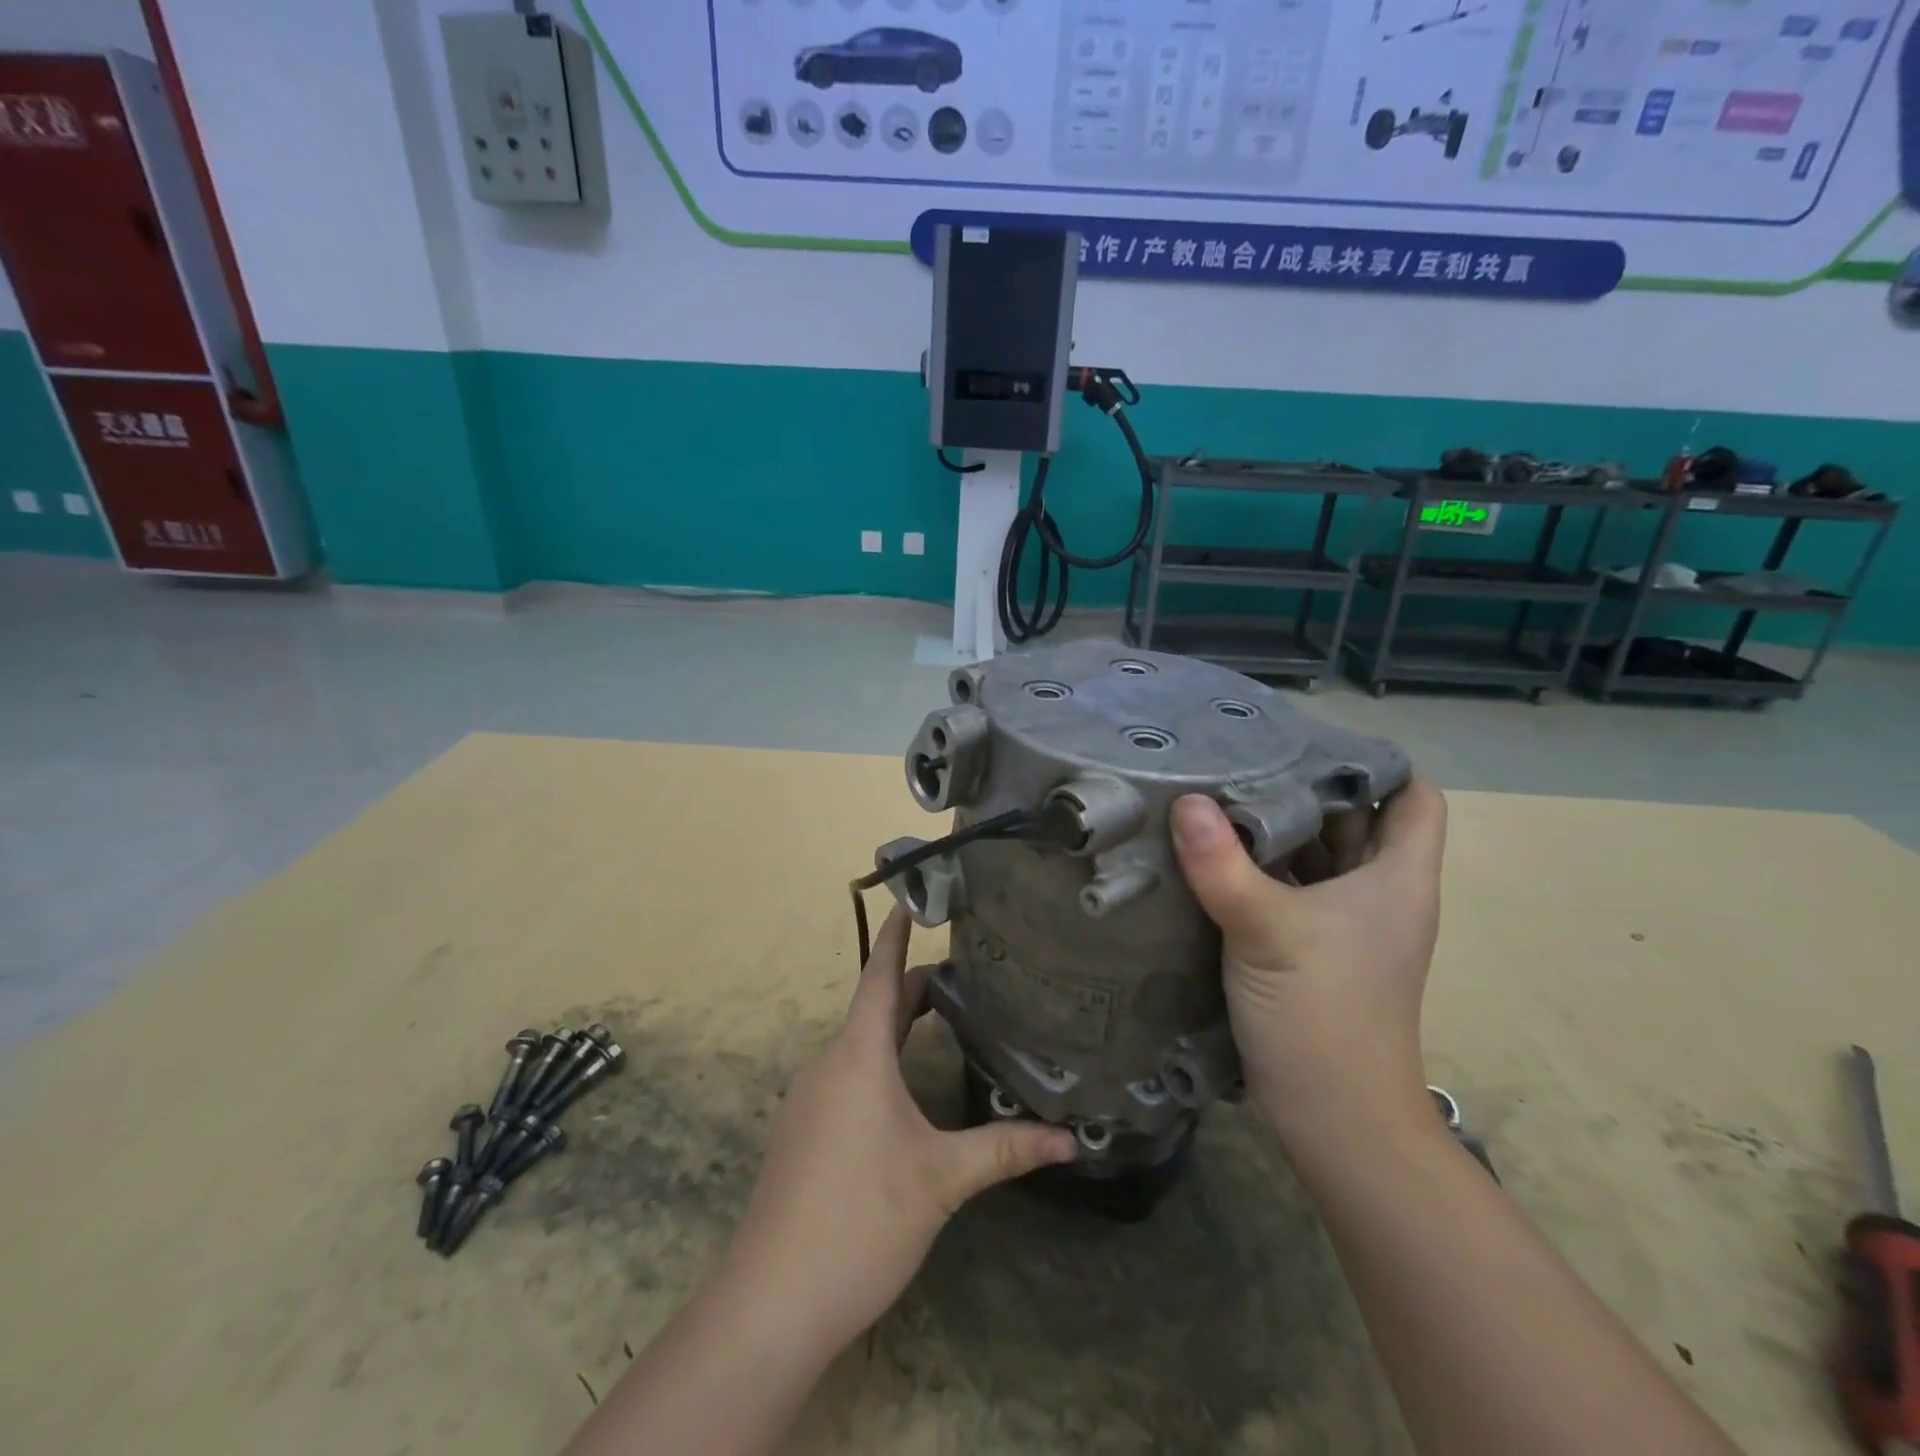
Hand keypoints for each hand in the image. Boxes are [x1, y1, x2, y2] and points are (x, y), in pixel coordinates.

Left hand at [723, 906, 1076, 1356]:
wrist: (771, 1301)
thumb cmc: (861, 1219)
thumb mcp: (942, 1180)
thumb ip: (1005, 1150)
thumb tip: (1072, 1140)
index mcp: (859, 1054)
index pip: (880, 975)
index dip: (896, 935)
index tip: (912, 898)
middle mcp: (829, 1063)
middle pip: (875, 1006)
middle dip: (916, 985)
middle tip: (966, 973)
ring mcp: (810, 1097)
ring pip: (860, 1041)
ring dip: (897, 1023)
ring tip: (945, 1018)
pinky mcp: (803, 1129)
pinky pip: (846, 1071)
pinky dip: (879, 1057)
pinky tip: (905, 1085)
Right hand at [1169, 778, 1448, 1138]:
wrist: (1335, 1118)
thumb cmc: (1324, 1015)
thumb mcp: (1267, 930)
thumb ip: (1223, 865)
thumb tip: (1186, 802)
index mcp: (1395, 878)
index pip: (1413, 797)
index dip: (1377, 765)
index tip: (1312, 741)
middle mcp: (1376, 893)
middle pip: (1355, 819)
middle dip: (1306, 787)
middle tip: (1244, 756)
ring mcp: (1342, 924)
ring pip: (1317, 855)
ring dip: (1276, 828)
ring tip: (1220, 793)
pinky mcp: (1308, 948)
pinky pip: (1287, 888)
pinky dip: (1258, 867)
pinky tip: (1212, 852)